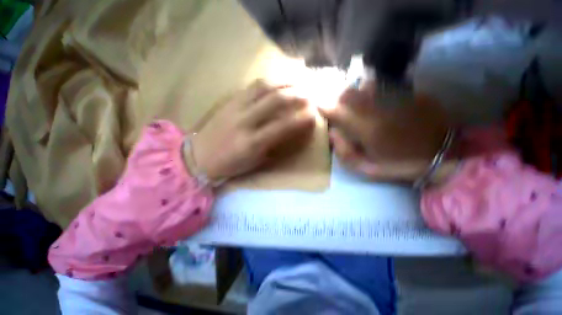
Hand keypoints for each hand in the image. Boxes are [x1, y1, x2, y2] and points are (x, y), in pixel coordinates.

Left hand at [189, 80, 314, 181]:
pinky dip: (269, 82)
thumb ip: (275, 146)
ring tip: (297, 82)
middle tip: (310, 94)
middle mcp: (244, 121)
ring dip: (284, 82)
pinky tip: (278, 82)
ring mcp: (235, 107)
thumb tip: (292, 131)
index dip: (301, 119)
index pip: (282, 126)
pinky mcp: (229, 100)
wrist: (199, 156)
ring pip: (263, 87)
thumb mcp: (255, 162)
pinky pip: (251, 86)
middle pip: (275, 100)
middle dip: (296, 95)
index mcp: (252, 143)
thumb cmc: (231, 164)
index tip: (313, 115)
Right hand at [318, 82, 448, 181]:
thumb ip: (345, 152)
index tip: (317, 106)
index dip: (324, 107)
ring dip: (353, 92)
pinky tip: (373, 97)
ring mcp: (396, 98)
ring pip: (364, 86)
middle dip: (337, 98)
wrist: (442, 157)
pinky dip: (372, 89)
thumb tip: (333, 133)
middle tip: (335, 106)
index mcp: (367, 129)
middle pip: (349, 94)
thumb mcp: (367, 169)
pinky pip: (384, 85)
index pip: (337, 111)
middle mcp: (379, 109)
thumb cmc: (400, 166)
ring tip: (352, 101)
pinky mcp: (409, 93)